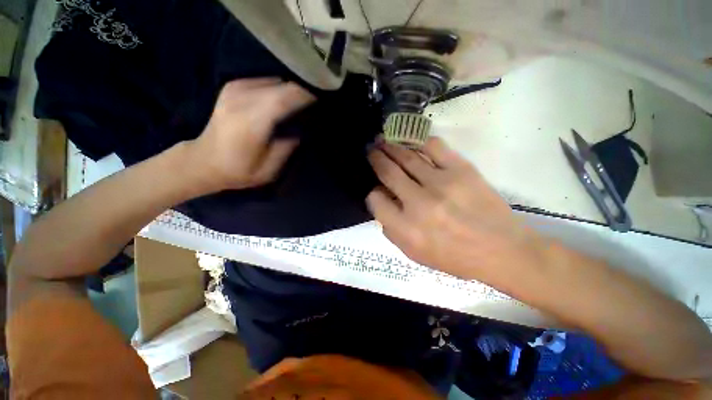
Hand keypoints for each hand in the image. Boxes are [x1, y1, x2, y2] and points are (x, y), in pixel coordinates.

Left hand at [187, 78, 314, 190]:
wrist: (204, 161)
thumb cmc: (238, 170)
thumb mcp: (268, 170)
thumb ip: (287, 148)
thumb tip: (300, 130)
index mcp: (251, 122)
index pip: (284, 98)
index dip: (306, 96)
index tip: (322, 100)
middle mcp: (241, 99)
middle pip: (282, 86)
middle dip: (302, 91)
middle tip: (315, 104)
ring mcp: (234, 89)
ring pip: (274, 80)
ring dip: (290, 90)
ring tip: (301, 103)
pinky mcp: (232, 86)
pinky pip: (263, 80)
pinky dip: (277, 88)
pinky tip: (283, 100)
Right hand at [367, 138, 545, 280]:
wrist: (501, 250)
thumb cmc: (454, 257)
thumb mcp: (413, 253)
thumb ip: (391, 229)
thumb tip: (382, 200)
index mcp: (405, 228)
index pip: (375, 200)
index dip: (372, 192)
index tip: (376, 188)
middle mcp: (418, 204)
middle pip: (388, 172)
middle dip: (375, 159)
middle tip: (370, 149)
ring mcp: (440, 184)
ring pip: (407, 157)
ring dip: (391, 146)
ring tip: (382, 140)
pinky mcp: (461, 170)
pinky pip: (434, 147)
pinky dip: (419, 141)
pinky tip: (412, 141)